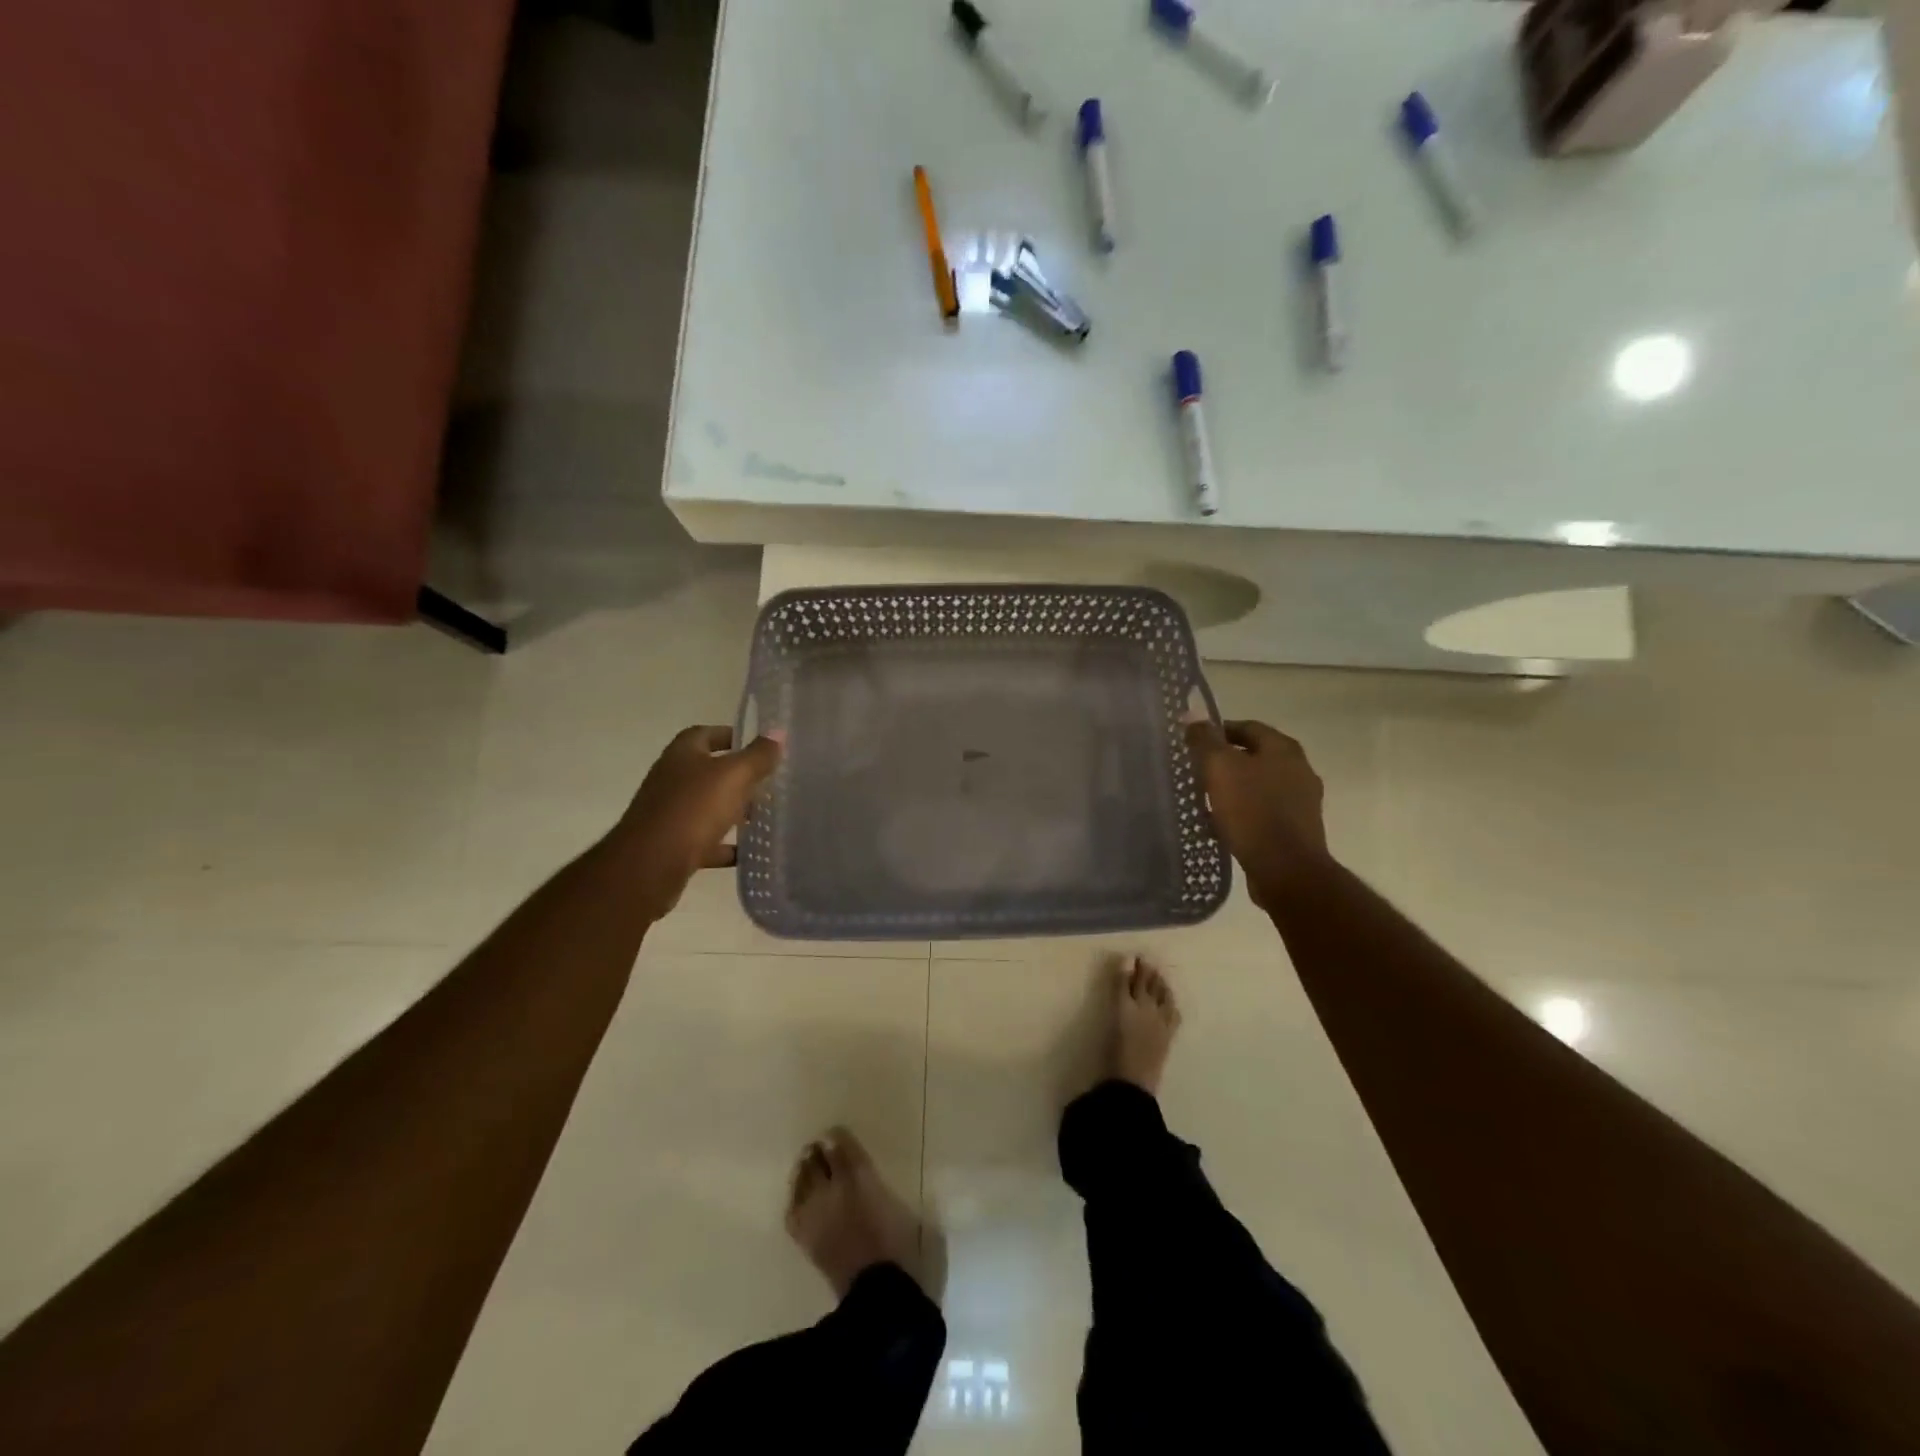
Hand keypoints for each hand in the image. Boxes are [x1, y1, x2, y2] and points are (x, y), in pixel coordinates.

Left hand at [620, 725, 782, 919]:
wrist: (650, 865)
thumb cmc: (693, 809)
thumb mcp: (733, 776)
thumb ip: (758, 756)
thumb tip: (778, 733)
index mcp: (682, 755)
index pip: (705, 734)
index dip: (730, 735)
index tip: (758, 746)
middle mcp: (671, 780)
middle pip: (707, 771)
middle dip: (737, 776)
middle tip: (768, 782)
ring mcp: (669, 814)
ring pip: (706, 807)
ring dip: (732, 810)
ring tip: (763, 816)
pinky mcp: (672, 845)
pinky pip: (704, 841)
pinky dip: (724, 845)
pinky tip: (747, 852)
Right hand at [1184, 718, 1330, 909]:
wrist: (1286, 869)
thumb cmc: (1252, 811)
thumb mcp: (1220, 768)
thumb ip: (1204, 740)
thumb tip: (1191, 715)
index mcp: (1284, 749)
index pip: (1247, 727)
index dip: (1218, 731)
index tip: (1193, 743)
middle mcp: (1299, 769)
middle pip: (1255, 756)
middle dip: (1225, 760)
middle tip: (1196, 770)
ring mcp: (1302, 801)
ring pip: (1259, 785)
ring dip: (1234, 787)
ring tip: (1206, 798)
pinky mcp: (1297, 829)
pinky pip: (1264, 811)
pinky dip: (1244, 811)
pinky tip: (1223, 823)